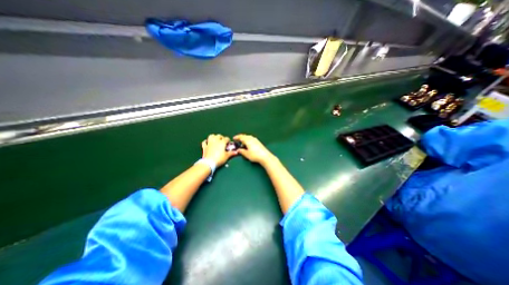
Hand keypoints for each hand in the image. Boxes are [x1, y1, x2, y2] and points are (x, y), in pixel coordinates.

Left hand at [201, 134, 235, 166]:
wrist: (209, 163)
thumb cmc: (219, 159)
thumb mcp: (227, 156)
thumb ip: (231, 153)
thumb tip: (236, 152)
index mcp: (222, 142)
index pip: (226, 138)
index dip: (228, 140)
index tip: (229, 144)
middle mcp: (215, 141)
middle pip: (219, 135)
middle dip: (221, 137)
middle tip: (223, 141)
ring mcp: (209, 143)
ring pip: (211, 136)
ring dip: (214, 137)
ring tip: (216, 140)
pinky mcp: (204, 146)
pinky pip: (204, 142)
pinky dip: (206, 141)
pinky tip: (207, 142)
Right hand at [232, 135, 276, 165]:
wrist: (265, 156)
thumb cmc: (255, 155)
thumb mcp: (246, 154)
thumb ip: (241, 151)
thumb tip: (238, 150)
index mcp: (248, 140)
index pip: (241, 137)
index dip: (237, 137)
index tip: (234, 138)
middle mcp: (252, 138)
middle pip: (245, 136)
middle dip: (241, 138)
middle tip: (237, 140)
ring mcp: (256, 140)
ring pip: (248, 137)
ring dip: (245, 139)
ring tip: (242, 144)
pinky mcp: (258, 142)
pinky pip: (251, 139)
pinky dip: (248, 140)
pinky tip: (248, 145)